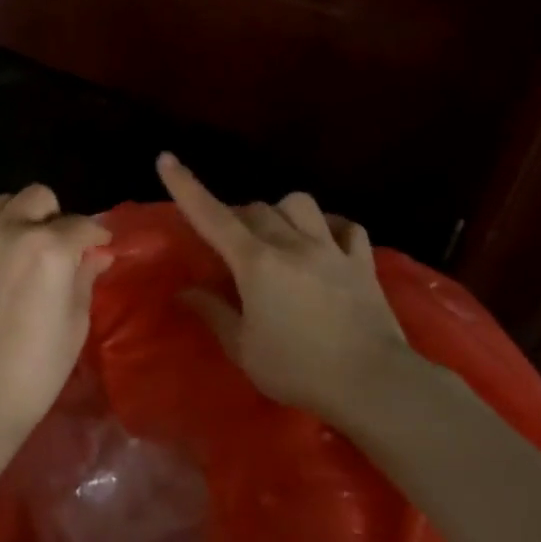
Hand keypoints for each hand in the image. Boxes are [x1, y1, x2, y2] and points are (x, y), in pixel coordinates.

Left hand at [0, 184, 112, 446]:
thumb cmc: (33, 373)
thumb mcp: (74, 326)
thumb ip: (84, 279)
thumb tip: (95, 254)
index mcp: (48, 248)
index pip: (81, 224)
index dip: (97, 235)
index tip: (101, 247)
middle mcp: (7, 232)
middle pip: (38, 198)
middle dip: (56, 217)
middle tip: (60, 250)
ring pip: (2, 206)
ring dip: (21, 220)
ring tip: (25, 256)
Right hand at [158, 153, 417, 422]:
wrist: (373, 382)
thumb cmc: (299, 370)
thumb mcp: (244, 349)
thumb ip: (214, 313)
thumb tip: (185, 291)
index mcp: (256, 263)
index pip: (212, 217)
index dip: (186, 187)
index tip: (166, 159)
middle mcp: (292, 244)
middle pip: (256, 209)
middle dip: (237, 217)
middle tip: (230, 244)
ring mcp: (331, 249)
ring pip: (300, 204)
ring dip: (281, 212)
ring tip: (278, 234)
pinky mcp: (362, 262)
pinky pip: (346, 226)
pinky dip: (330, 227)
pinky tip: (325, 240)